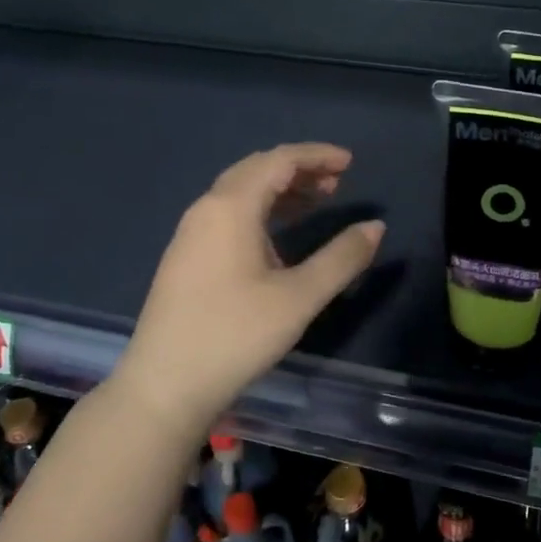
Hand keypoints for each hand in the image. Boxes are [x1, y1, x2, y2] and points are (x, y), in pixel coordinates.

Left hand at [111, 144, 384, 434]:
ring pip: (240, 194)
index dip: (316, 155)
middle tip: (338, 182)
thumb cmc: (236, 335)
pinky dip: (260, 212)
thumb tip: (375, 227)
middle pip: (256, 170)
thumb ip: (341, 258)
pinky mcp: (185, 258)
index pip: (278, 160)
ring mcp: (190, 234)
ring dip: (279, 191)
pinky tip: (278, 238)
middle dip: (299, 170)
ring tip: (317, 203)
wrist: (165, 385)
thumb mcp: (299, 297)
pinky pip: (228, 215)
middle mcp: (206, 209)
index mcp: (231, 207)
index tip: (350, 162)